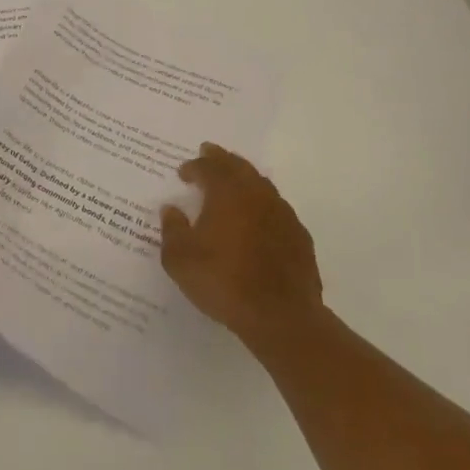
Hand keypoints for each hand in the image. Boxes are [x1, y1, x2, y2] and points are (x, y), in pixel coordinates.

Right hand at [161, 144, 323, 352]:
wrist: (281, 316)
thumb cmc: (224, 282)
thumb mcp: (181, 260)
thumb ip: (173, 230)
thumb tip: (171, 209)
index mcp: (227, 193)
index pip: (208, 168)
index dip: (194, 167)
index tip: (183, 172)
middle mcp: (257, 194)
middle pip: (238, 166)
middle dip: (221, 158)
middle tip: (209, 152)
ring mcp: (282, 213)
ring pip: (261, 183)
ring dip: (244, 178)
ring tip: (233, 181)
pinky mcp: (299, 236)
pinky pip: (276, 208)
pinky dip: (262, 204)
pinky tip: (257, 218)